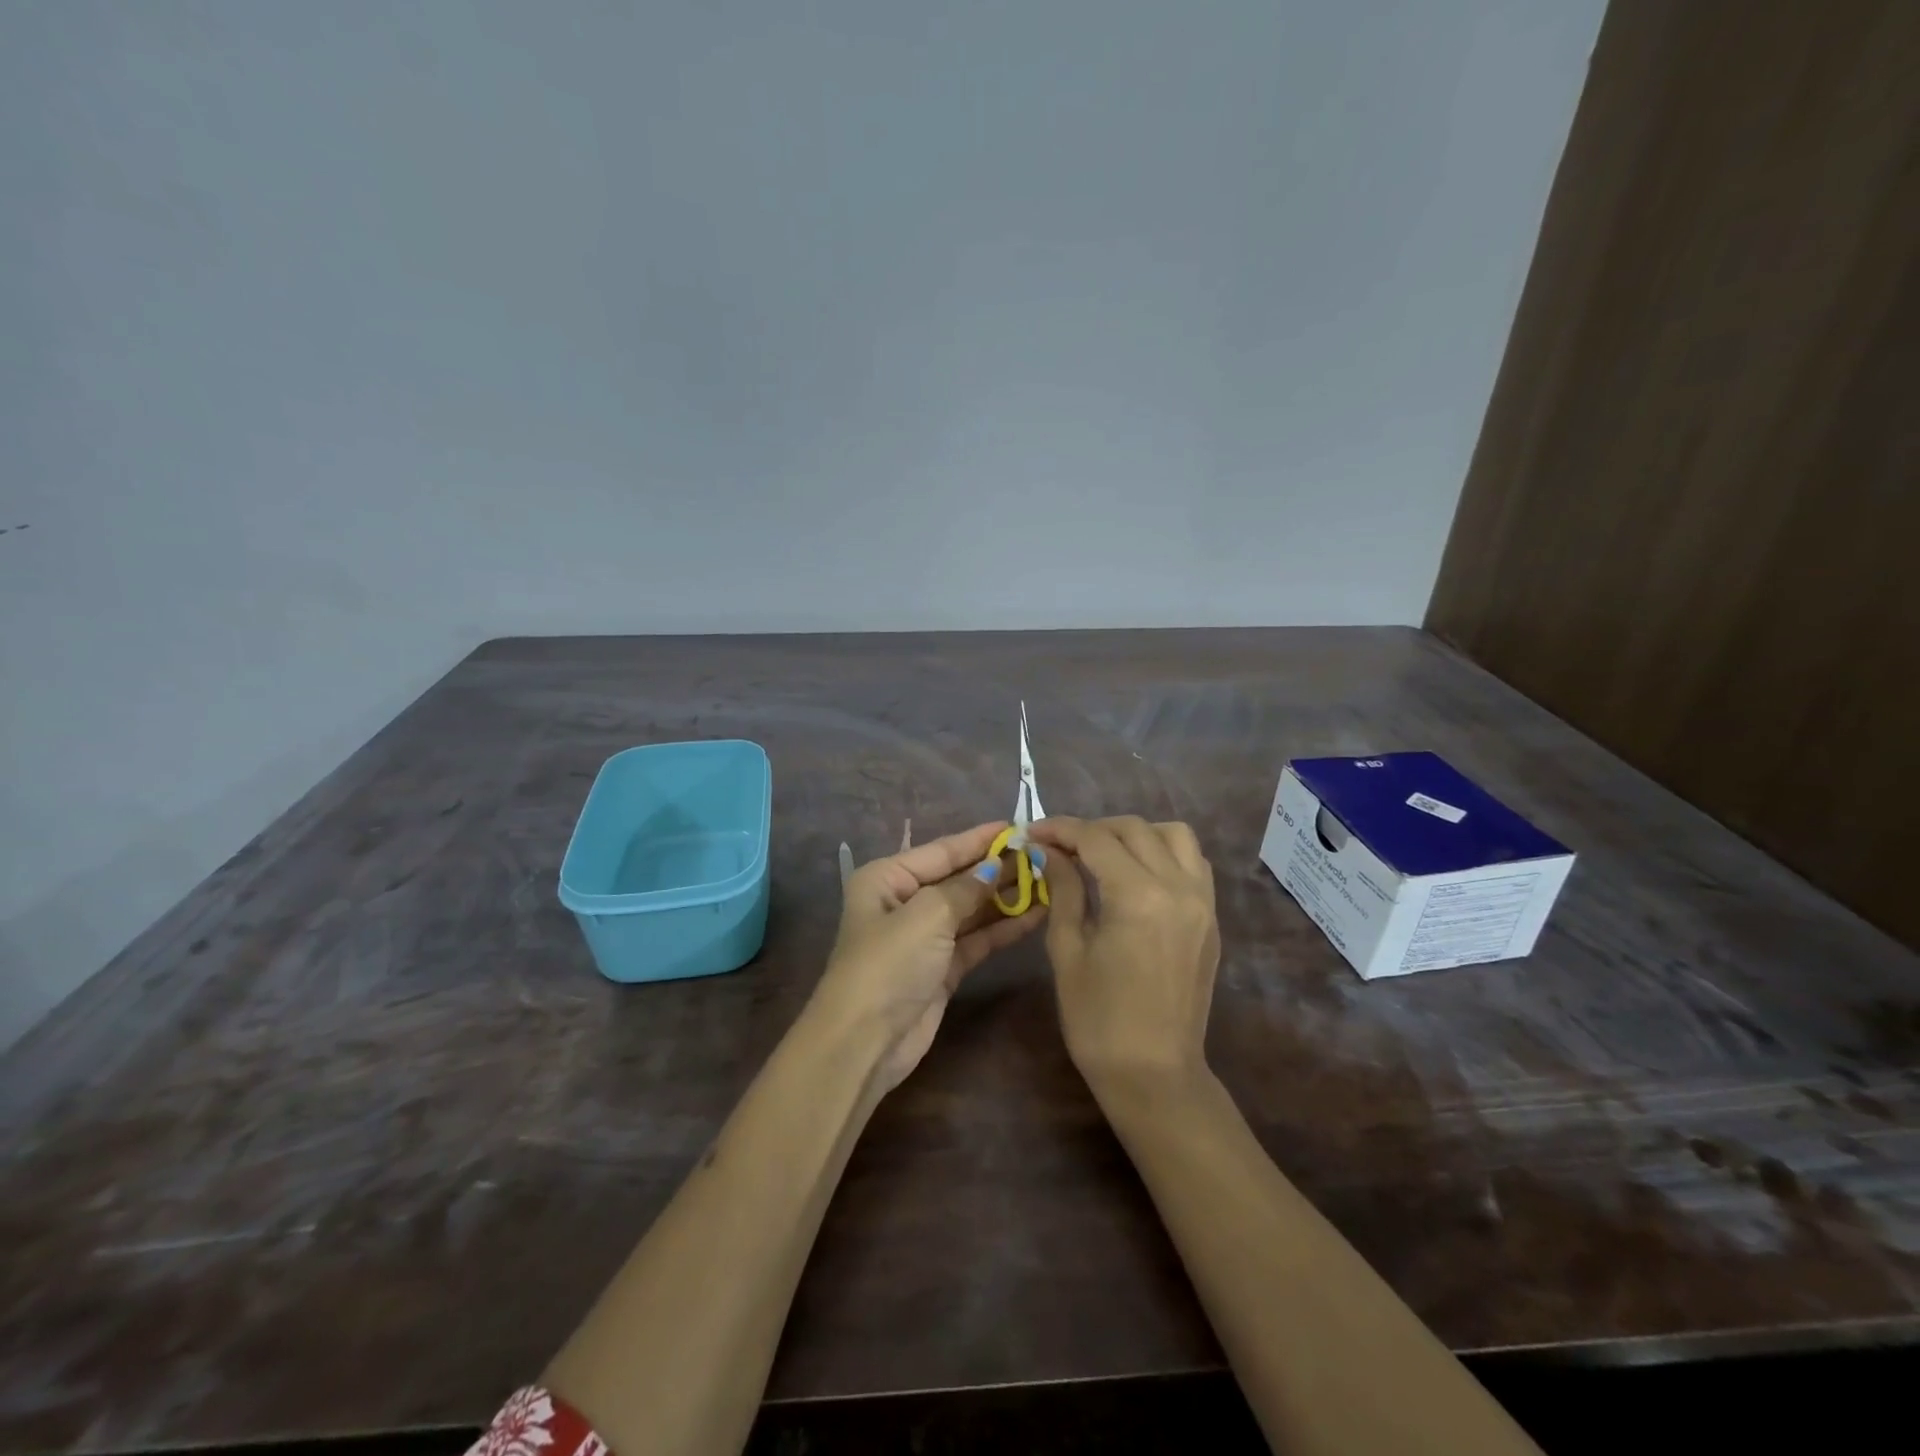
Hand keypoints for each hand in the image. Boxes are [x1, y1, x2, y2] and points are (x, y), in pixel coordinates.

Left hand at [813, 821, 1045, 1092]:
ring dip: (1006, 898)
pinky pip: (977, 939)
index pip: (942, 850)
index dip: (980, 839)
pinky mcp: (942, 968)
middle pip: (959, 879)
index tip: (1019, 826)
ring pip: (972, 910)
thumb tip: (995, 866)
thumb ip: (966, 888)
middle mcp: (905, 902)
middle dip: (998, 869)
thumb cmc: (888, 964)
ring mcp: (925, 937)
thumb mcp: (927, 915)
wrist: (865, 1042)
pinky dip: (1003, 928)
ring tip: (1050, 882)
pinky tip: (1036, 916)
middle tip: (1044, 856)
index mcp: (888, 878)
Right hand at [1026, 816, 1219, 1096]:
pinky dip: (1164, 853)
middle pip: (1134, 829)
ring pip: (1174, 835)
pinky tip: (1137, 874)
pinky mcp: (1211, 918)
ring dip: (1135, 834)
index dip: (1060, 829)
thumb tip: (1049, 852)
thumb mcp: (1068, 950)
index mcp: (1138, 896)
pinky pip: (1193, 863)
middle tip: (1061, 847)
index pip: (1096, 839)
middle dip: (1093, 829)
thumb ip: (1062, 890)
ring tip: (1104, 855)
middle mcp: (1178, 887)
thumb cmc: (1098, 1019)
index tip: (1033, 832)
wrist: (1154, 1075)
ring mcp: (1202, 901)